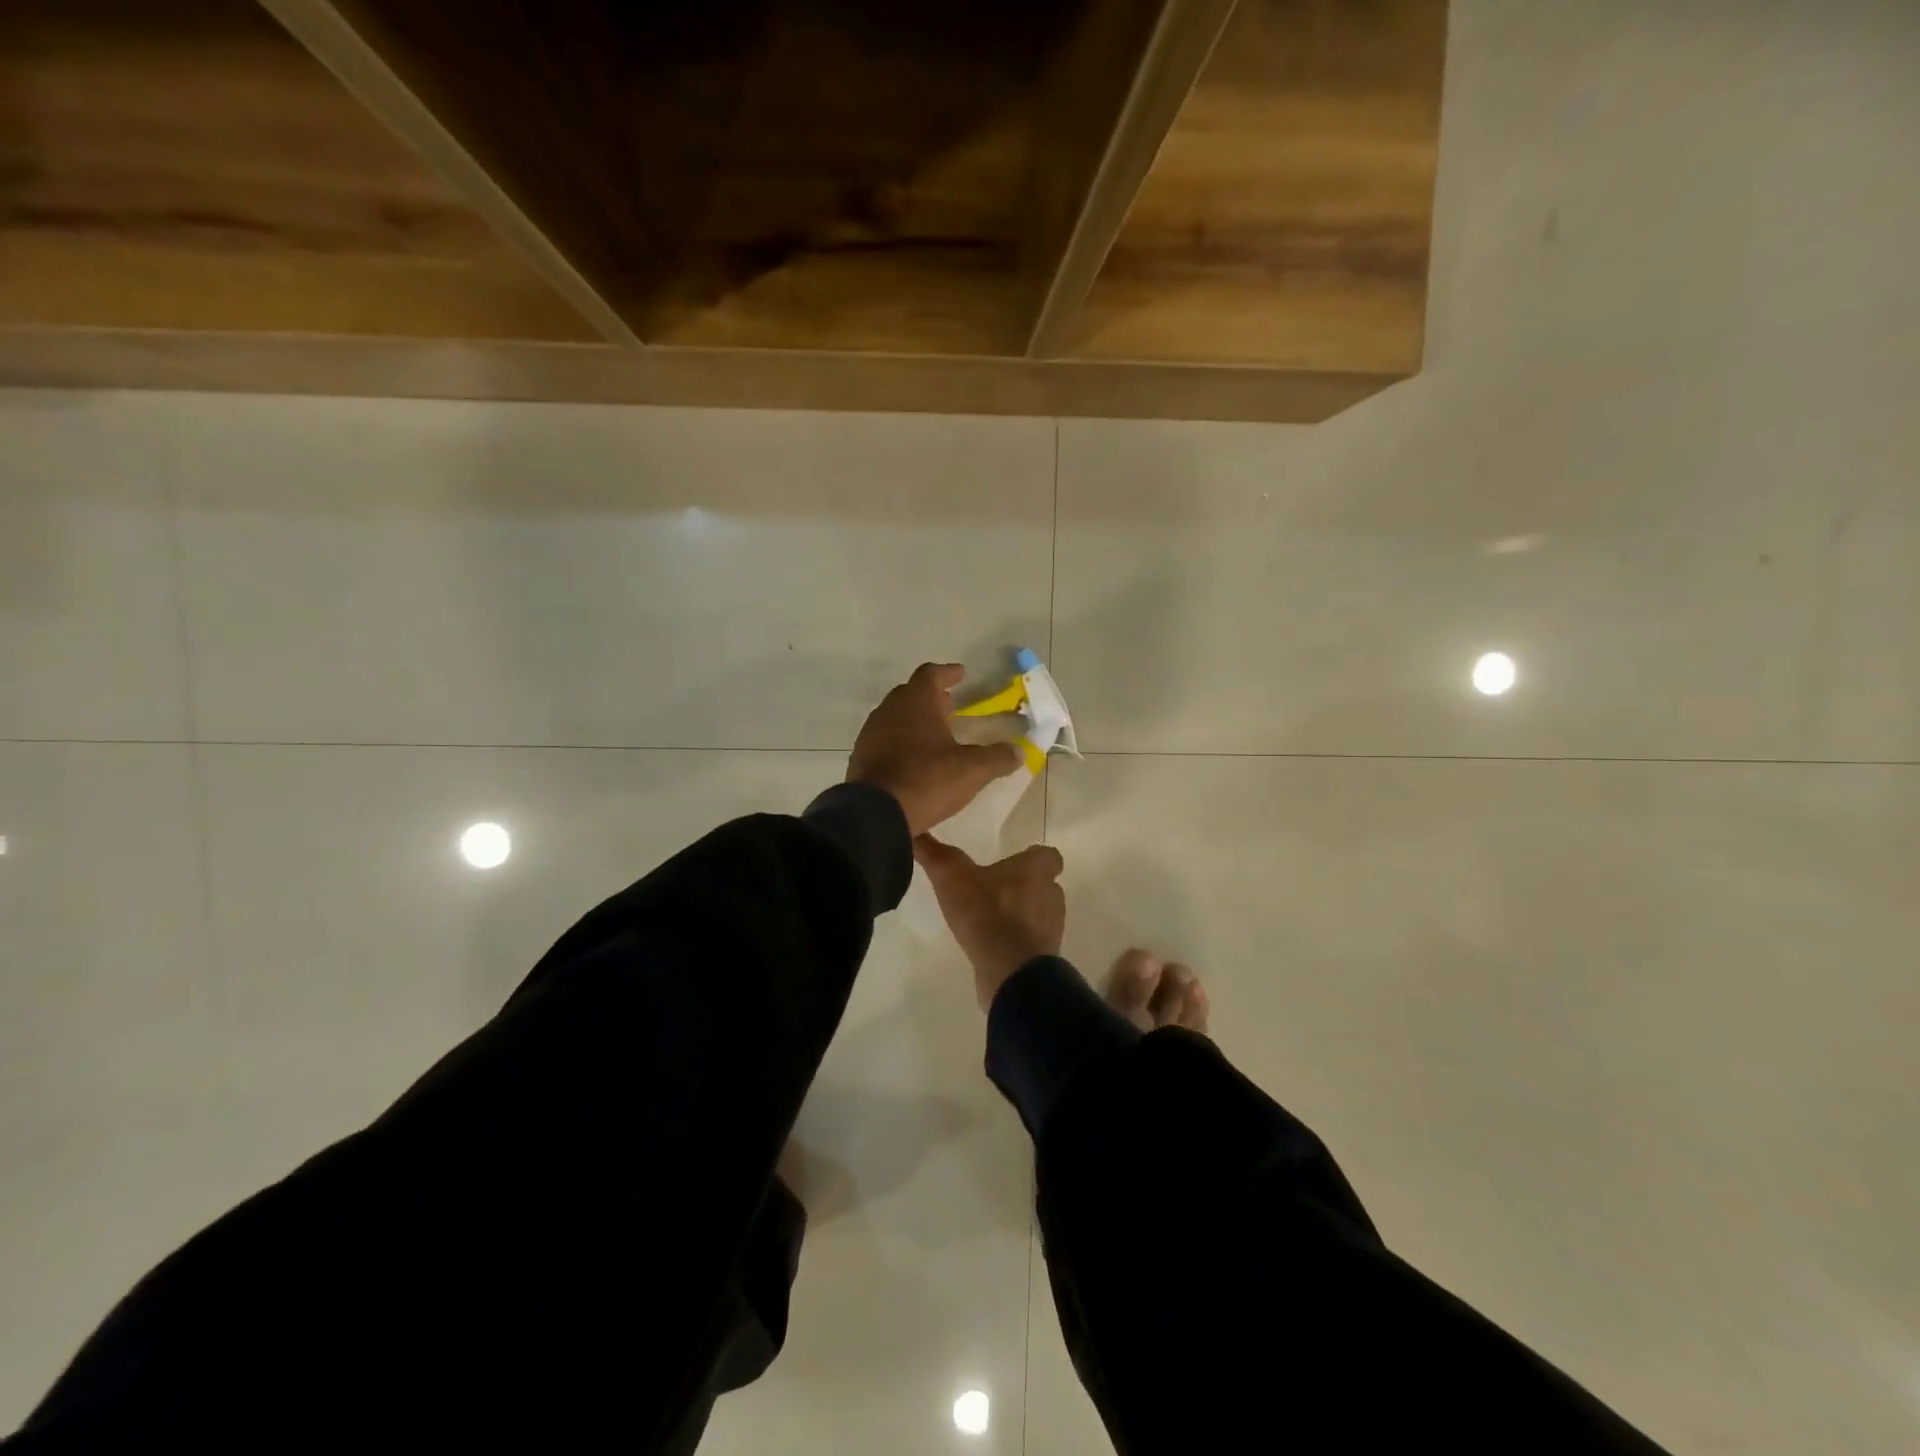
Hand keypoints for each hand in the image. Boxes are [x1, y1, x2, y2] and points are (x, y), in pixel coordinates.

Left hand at [848, 663, 1020, 835]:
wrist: (875, 814)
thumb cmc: (926, 780)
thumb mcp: (971, 770)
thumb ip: (997, 758)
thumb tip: (1019, 751)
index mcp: (916, 702)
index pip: (931, 674)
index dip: (947, 673)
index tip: (960, 673)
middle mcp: (889, 710)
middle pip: (911, 694)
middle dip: (932, 698)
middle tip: (950, 705)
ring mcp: (871, 734)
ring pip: (896, 718)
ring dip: (915, 721)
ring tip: (935, 734)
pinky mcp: (861, 759)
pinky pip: (885, 741)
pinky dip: (902, 742)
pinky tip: (914, 760)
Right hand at [913, 835, 1065, 1009]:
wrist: (1011, 972)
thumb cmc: (988, 914)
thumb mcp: (952, 878)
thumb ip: (935, 854)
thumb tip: (913, 831)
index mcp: (1037, 871)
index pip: (1047, 856)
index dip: (1032, 857)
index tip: (1012, 861)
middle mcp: (1051, 895)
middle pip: (1044, 884)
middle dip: (1023, 886)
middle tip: (993, 888)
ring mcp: (1051, 929)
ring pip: (1038, 914)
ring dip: (1019, 914)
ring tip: (988, 918)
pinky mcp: (1043, 957)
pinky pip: (1030, 943)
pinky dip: (1015, 941)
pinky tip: (991, 945)